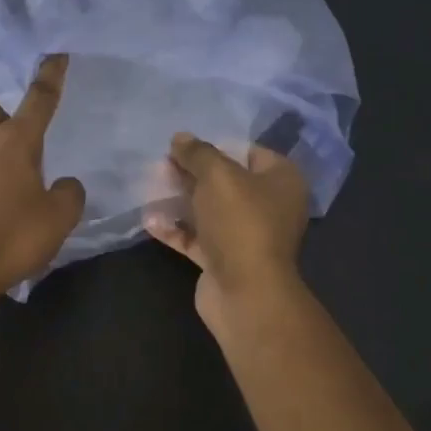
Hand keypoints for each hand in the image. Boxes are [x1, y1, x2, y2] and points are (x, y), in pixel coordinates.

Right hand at [144, 132, 308, 326]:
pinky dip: (175, 229)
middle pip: (225, 181)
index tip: (186, 145)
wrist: (245, 292)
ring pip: (209, 210)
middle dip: (192, 172)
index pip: (249, 152)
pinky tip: (149, 220)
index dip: (217, 146)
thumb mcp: (218, 176)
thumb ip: (197, 153)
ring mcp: (245, 235)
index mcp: (281, 181)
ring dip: (180, 200)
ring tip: (150, 186)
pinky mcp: (224, 259)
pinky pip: (197, 238)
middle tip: (161, 164)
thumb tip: (180, 137)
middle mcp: (268, 206)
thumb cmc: (240, 223)